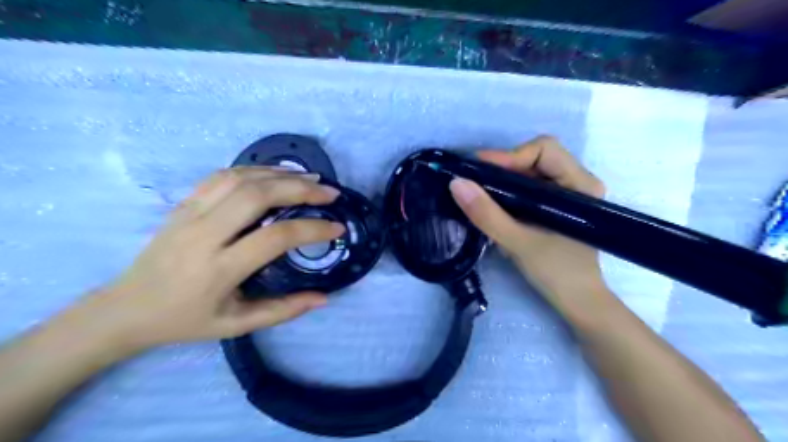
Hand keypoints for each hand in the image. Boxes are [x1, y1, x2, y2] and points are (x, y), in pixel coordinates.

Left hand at [70, 166, 343, 355]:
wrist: (126, 309)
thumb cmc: (185, 321)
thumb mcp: (237, 325)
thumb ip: (283, 311)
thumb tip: (324, 297)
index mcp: (219, 269)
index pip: (275, 238)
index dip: (313, 229)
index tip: (337, 228)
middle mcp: (204, 234)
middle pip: (257, 196)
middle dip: (300, 189)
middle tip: (329, 193)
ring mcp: (190, 213)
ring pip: (240, 178)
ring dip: (281, 174)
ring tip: (310, 178)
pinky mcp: (183, 203)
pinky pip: (223, 175)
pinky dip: (256, 169)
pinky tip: (277, 174)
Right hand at [450, 136, 607, 315]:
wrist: (577, 302)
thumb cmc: (557, 273)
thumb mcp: (518, 243)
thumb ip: (487, 214)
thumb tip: (456, 183)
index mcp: (580, 185)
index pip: (544, 149)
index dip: (510, 156)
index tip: (479, 172)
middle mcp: (577, 181)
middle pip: (536, 156)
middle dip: (503, 166)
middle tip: (475, 182)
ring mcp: (567, 193)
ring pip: (530, 171)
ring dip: (503, 178)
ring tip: (479, 192)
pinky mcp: (556, 205)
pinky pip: (529, 186)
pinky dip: (508, 190)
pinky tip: (493, 203)